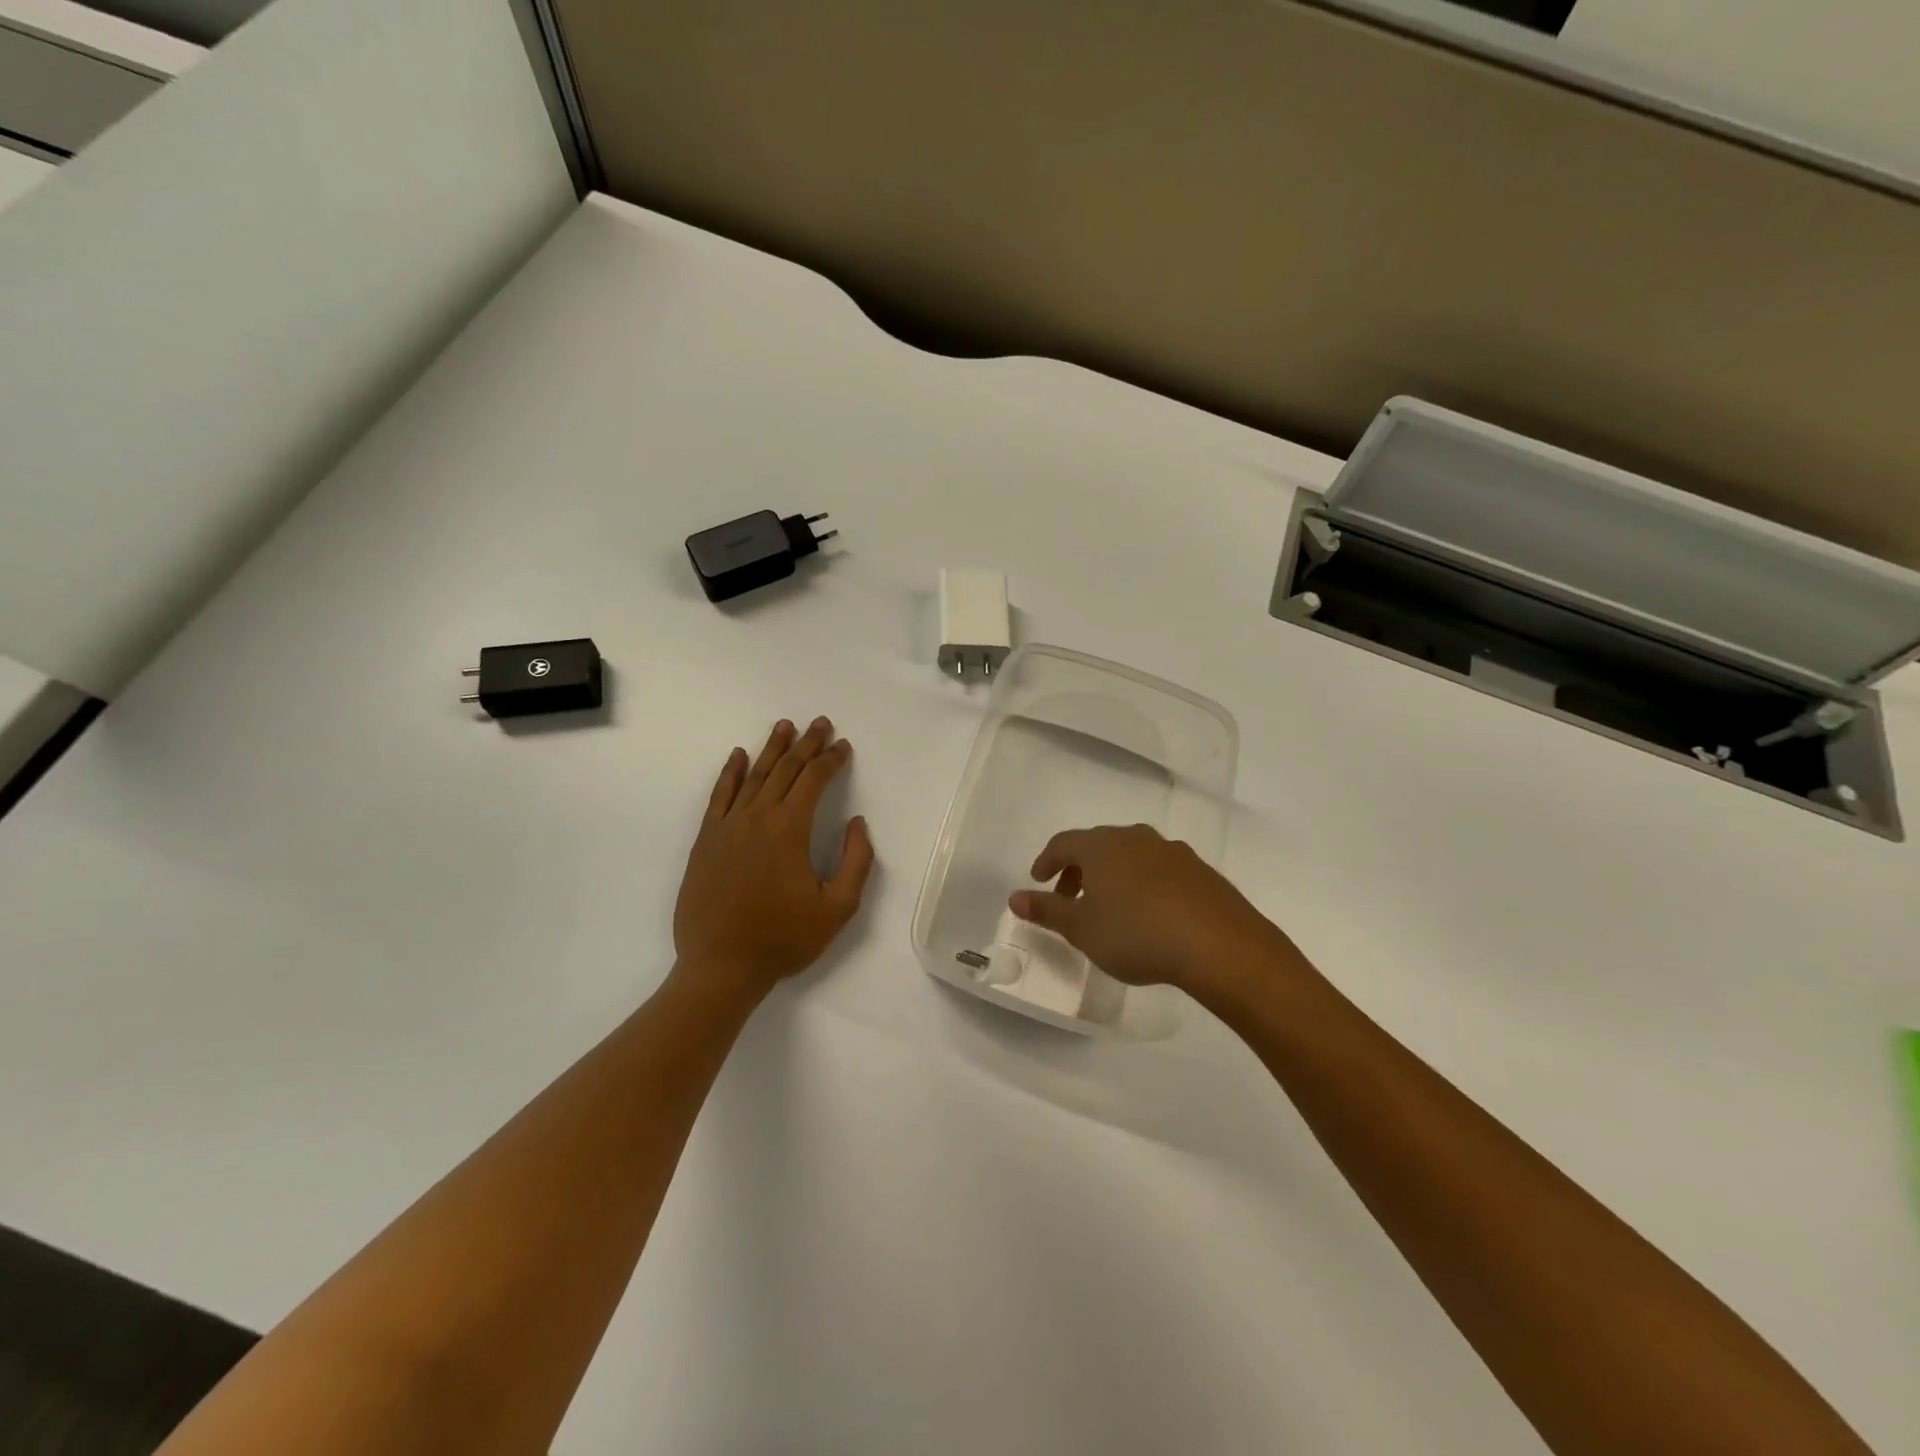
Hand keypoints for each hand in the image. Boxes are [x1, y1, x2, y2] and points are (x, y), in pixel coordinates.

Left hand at [674, 717, 874, 1003]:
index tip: (843, 746)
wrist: (721, 966)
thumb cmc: (783, 939)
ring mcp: (727, 826)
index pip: (814, 781)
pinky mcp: (706, 840)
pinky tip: (738, 756)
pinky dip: (730, 772)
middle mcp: (757, 817)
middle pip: (785, 770)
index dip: (831, 760)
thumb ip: (856, 861)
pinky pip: (719, 795)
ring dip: (772, 749)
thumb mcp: (838, 908)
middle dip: (806, 744)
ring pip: (753, 776)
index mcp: (790, 830)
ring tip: (785, 726)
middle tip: (821, 723)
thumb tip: (858, 823)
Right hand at [1009, 824, 1295, 1005]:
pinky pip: (1159, 869)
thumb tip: (1014, 898)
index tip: (1038, 880)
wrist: (1219, 945)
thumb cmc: (1137, 934)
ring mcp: (1171, 851)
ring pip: (1130, 855)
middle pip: (1097, 845)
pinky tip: (1150, 912)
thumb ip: (1046, 911)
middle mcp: (1135, 838)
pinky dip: (1143, 883)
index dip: (1046, 861)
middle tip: (1069, 897)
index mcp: (1101, 846)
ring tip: (1110, 906)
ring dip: (1112, 875)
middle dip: (1078, 869)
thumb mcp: (1082, 929)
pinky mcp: (1199, 870)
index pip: (1064, 843)